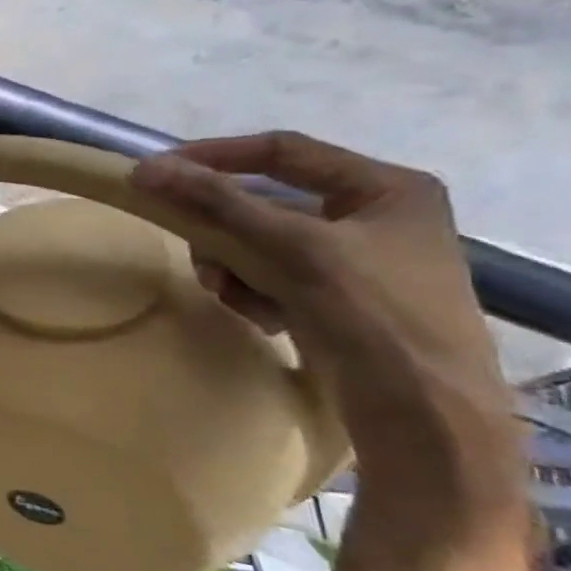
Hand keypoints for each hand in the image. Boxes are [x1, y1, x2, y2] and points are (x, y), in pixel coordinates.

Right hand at [128, 132, 518, 497]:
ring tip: (230, 295)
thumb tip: (146, 168)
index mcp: (386, 188)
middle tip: (195, 252)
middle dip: (224, 231)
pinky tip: (262, 319)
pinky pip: (271, 277)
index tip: (158, 172)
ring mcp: (354, 262)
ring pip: (261, 243)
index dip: (216, 156)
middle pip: (266, 203)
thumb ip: (219, 204)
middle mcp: (372, 217)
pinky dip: (254, 293)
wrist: (425, 419)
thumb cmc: (374, 316)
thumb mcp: (293, 249)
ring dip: (234, 267)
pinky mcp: (335, 301)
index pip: (282, 152)